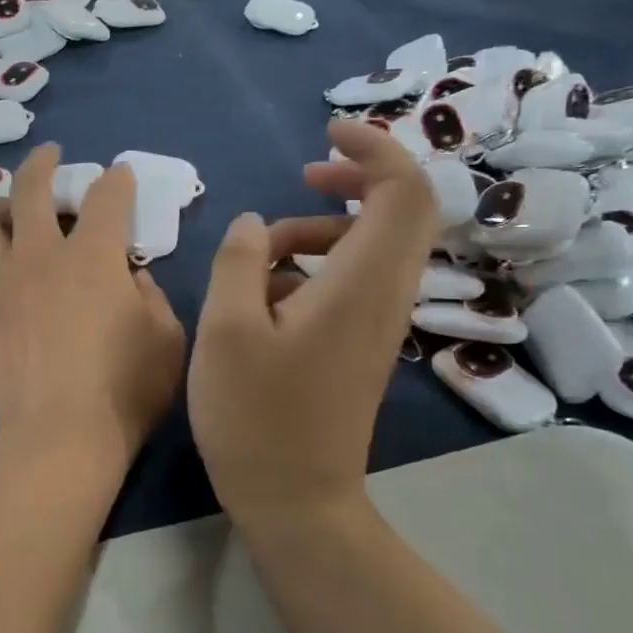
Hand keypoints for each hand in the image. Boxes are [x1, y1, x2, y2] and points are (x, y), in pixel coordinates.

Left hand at [0, 145, 186, 482]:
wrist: (58, 436)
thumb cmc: (125, 389)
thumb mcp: (166, 338)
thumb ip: (152, 296)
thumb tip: (129, 277)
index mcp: (93, 256)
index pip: (106, 197)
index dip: (116, 180)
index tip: (120, 175)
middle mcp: (41, 255)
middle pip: (31, 188)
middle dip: (43, 162)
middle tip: (51, 155)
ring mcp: (4, 280)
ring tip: (11, 207)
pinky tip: (7, 265)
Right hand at [188, 121, 439, 525]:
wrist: (296, 501)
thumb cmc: (256, 416)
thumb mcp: (227, 329)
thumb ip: (240, 261)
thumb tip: (255, 224)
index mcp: (362, 284)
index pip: (404, 190)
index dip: (375, 147)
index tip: (327, 132)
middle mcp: (386, 295)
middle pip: (404, 210)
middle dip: (357, 178)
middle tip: (305, 174)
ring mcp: (379, 322)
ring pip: (373, 245)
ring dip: (323, 227)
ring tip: (264, 248)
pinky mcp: (362, 344)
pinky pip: (355, 278)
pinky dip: (318, 262)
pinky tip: (266, 291)